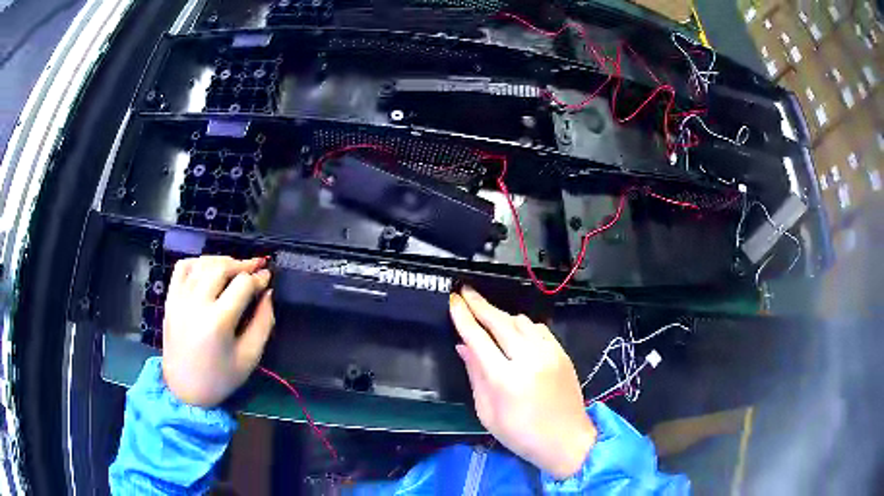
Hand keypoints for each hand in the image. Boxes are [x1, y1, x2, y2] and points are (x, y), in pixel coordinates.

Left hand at [162, 255, 274, 406]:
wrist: (184, 389)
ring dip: (222, 261)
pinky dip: (197, 262)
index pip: (242, 285)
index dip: (259, 278)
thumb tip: (268, 293)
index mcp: (218, 322)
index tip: (268, 277)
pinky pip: (182, 268)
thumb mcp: (249, 357)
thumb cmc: (220, 378)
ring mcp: (180, 299)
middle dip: (242, 264)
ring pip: (202, 263)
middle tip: (256, 267)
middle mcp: (196, 304)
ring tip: (235, 267)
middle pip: (221, 267)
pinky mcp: (170, 299)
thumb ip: (263, 323)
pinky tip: (208, 269)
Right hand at [450, 287, 595, 479]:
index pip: (479, 338)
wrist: (567, 440)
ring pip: (520, 321)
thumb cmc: (521, 434)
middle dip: (480, 304)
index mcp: (505, 379)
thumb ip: (476, 376)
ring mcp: (549, 353)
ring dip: (501, 314)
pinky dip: (522, 324)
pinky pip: (538, 328)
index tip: (453, 300)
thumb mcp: (488, 413)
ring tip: (487, 313)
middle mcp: (529, 359)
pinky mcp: (562, 353)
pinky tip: (514, 329)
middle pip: (500, 321)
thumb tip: (464, 347)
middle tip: (465, 291)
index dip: (464, 317)